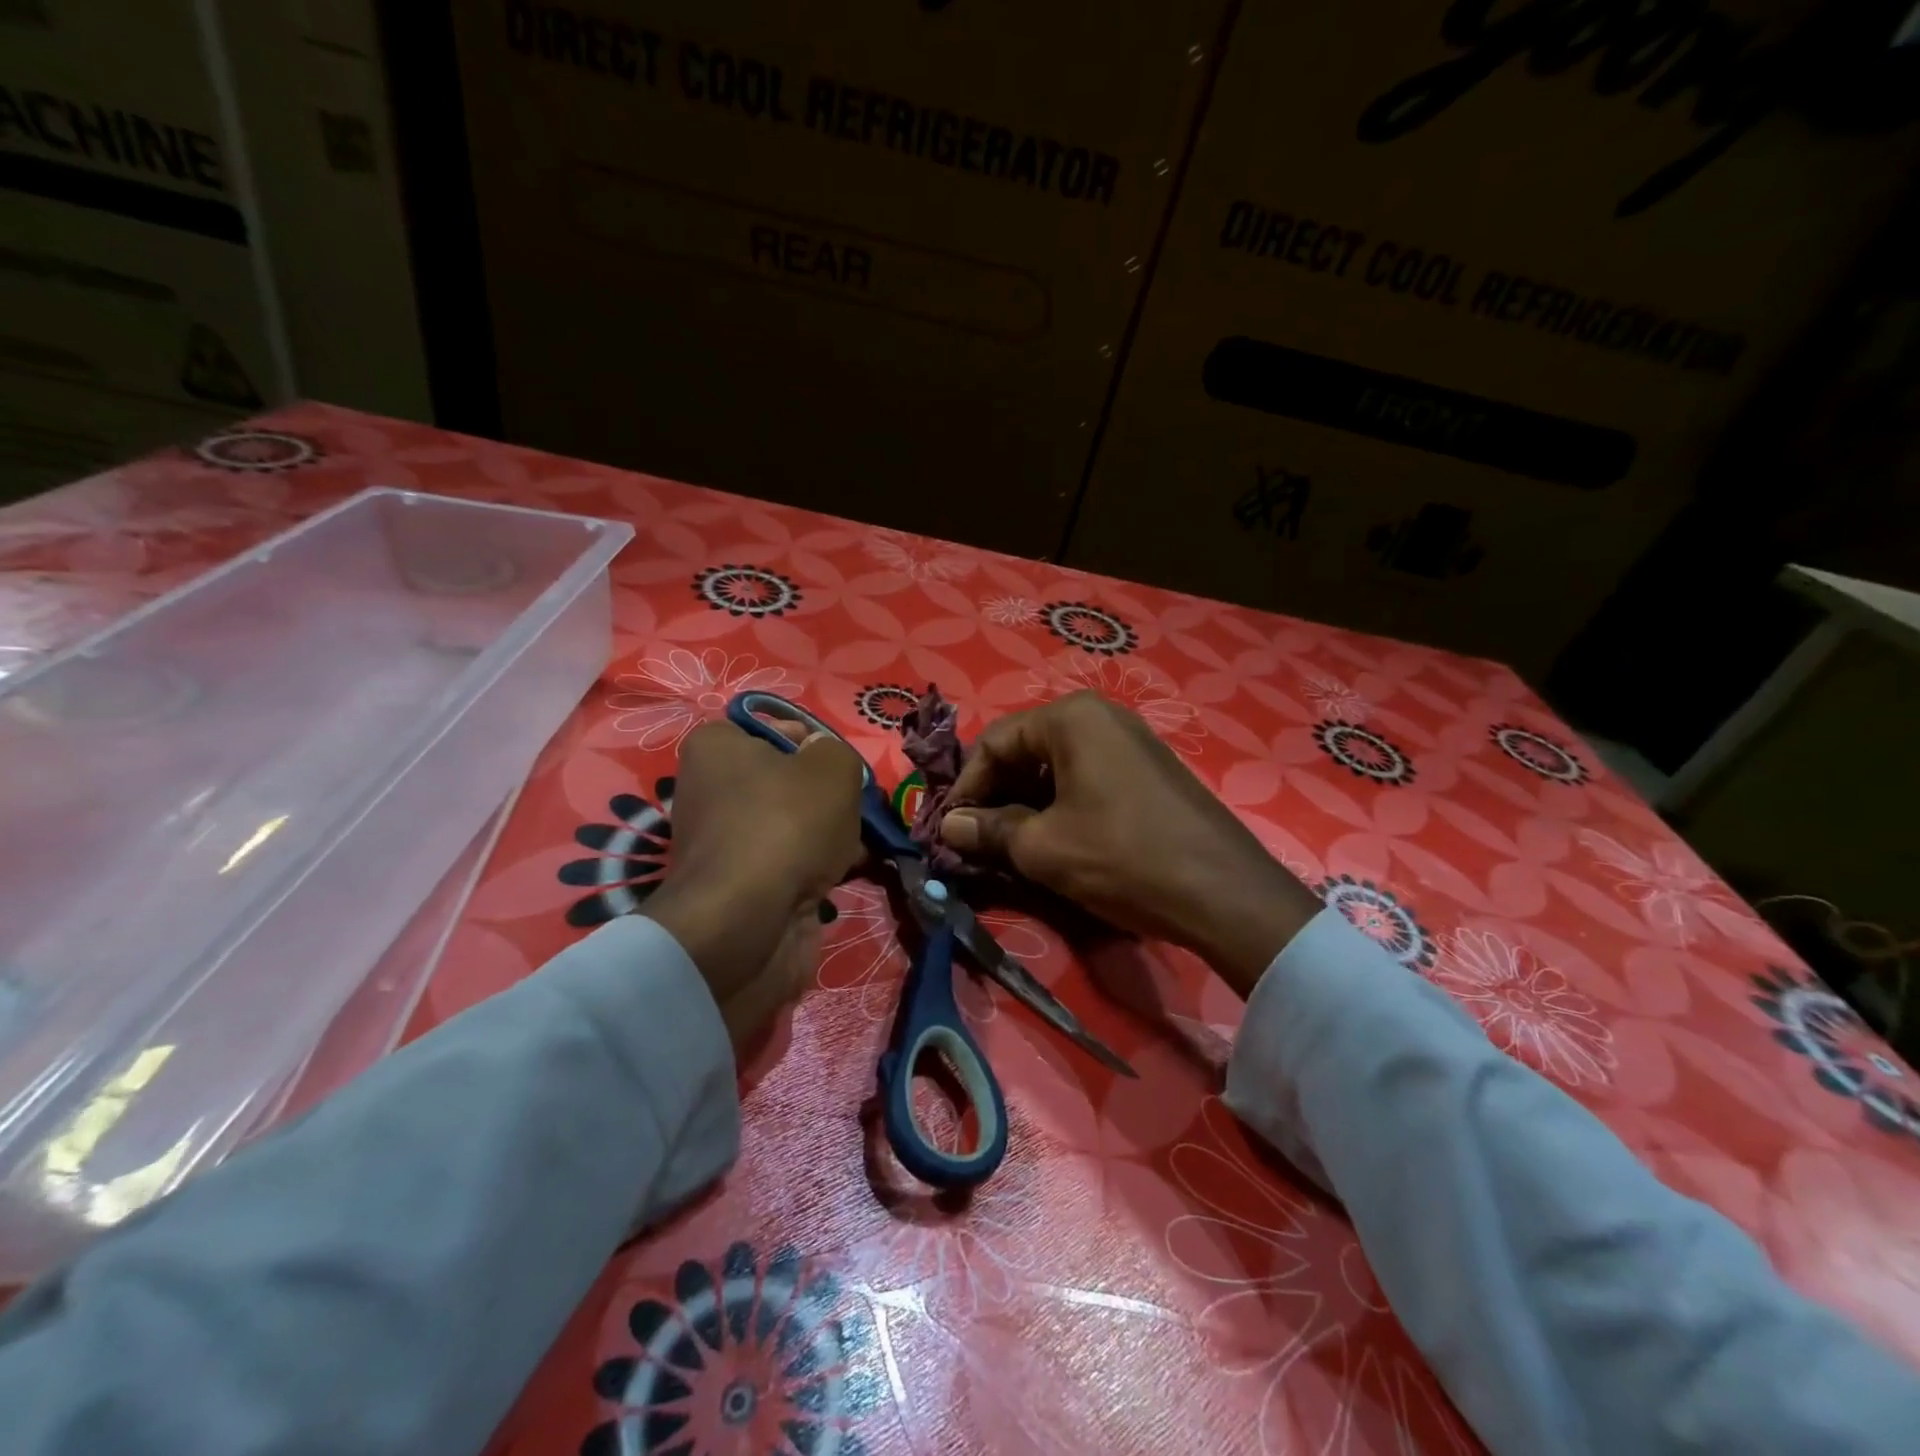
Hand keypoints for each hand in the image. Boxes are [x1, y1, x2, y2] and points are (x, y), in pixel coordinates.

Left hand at [642, 719, 863, 1047]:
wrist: (747, 922)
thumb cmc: (786, 825)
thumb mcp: (832, 767)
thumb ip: (836, 751)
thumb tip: (824, 761)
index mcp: (717, 748)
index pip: (776, 730)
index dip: (815, 744)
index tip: (841, 769)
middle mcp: (710, 790)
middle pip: (787, 782)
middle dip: (827, 797)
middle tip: (854, 810)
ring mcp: (724, 842)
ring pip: (793, 825)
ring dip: (828, 836)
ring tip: (856, 846)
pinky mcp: (739, 885)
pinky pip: (788, 864)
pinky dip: (815, 870)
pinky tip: (843, 875)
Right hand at [938, 692, 1321, 995]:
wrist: (1225, 892)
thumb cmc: (1123, 857)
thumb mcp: (1044, 848)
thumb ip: (989, 830)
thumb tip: (950, 826)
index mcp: (1071, 718)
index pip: (995, 741)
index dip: (966, 787)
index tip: (950, 829)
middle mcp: (1101, 716)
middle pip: (1026, 750)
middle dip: (996, 795)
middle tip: (978, 840)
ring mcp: (1130, 741)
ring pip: (1056, 767)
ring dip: (1026, 804)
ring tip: (1011, 847)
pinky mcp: (1148, 771)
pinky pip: (1087, 778)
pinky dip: (1061, 806)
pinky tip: (1054, 842)